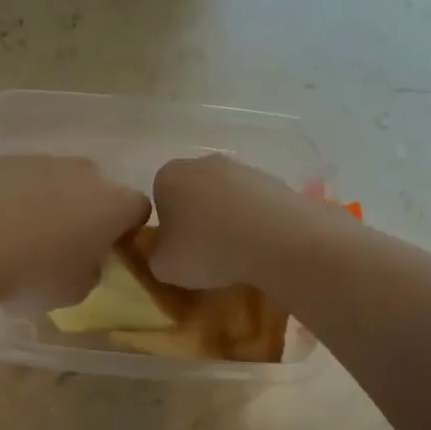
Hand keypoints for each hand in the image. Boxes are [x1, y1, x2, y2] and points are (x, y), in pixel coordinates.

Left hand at [0, 155, 148, 305]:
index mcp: (115, 204)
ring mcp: (46, 160)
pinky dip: (19, 194)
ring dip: (52, 200)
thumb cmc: (36, 272)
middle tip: (66, 242)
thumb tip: (86, 260)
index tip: (109, 248)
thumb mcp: (77, 290)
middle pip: (98, 189)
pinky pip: (25, 178)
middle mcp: (87, 173)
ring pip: (61, 180)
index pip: (138, 209)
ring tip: (26, 232)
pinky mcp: (8, 159)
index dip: (126, 228)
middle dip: (88, 210)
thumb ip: (92, 270)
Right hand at [148, 153, 316, 289]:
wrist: (275, 240)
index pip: (159, 200)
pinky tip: (260, 243)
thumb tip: (165, 250)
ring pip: (224, 197)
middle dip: (197, 219)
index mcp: (168, 177)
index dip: (167, 228)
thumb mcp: (163, 267)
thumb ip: (155, 255)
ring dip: (226, 219)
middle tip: (206, 252)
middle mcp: (201, 162)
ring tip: (236, 251)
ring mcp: (240, 167)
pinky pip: (253, 203)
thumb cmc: (207, 250)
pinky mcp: (272, 179)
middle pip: (192, 194)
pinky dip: (253, 220)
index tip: (179, 250)